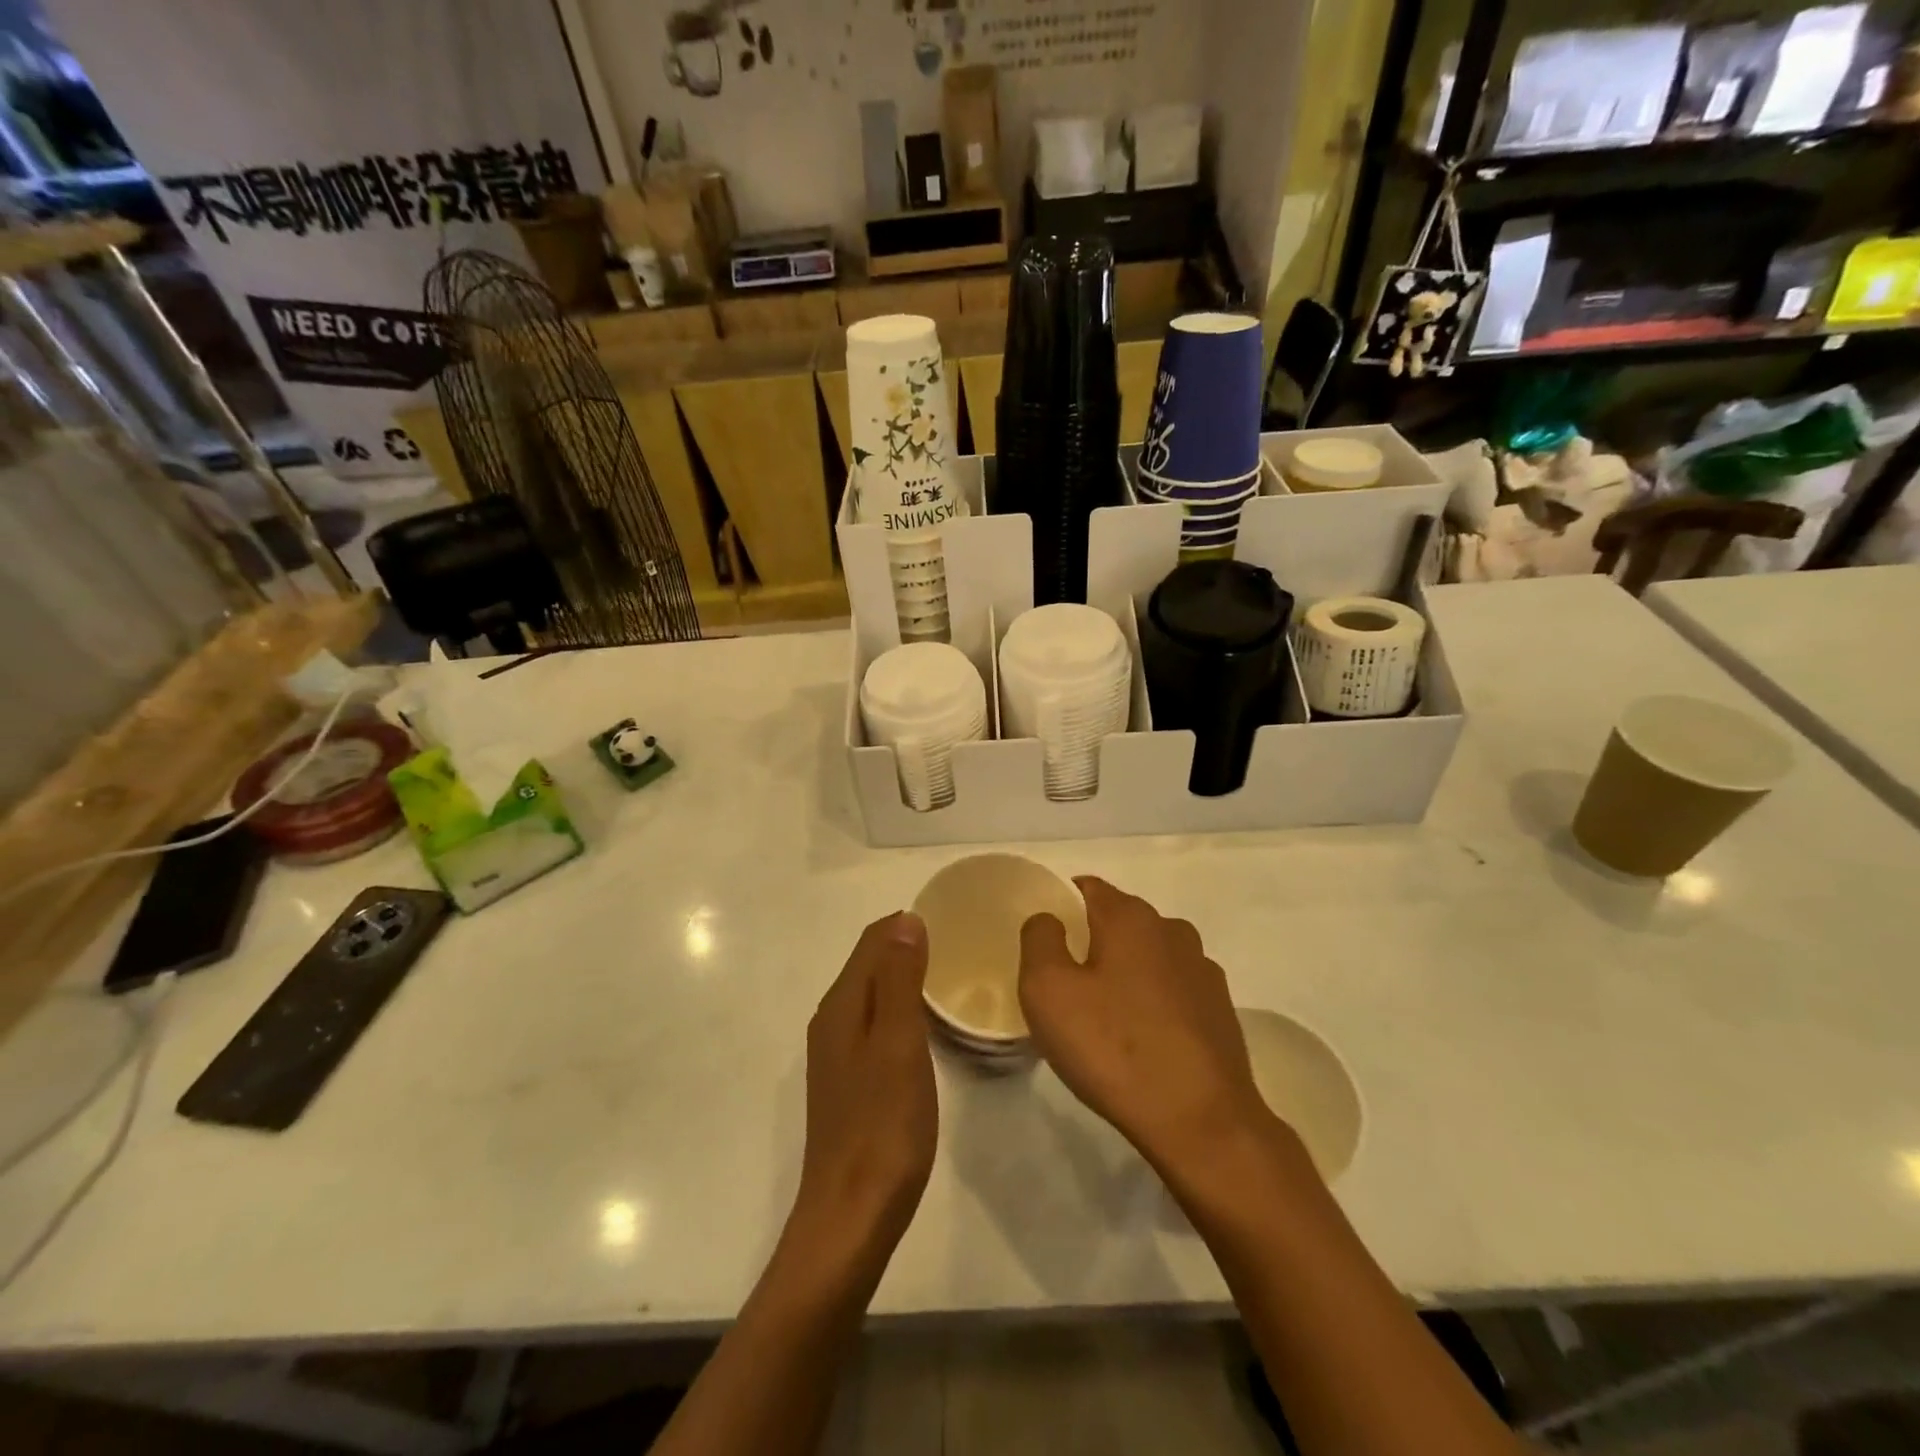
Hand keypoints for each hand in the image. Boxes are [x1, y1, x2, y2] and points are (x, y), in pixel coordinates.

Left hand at [789, 913, 937, 1263]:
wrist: (851, 1216)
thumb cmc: (883, 1125)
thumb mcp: (898, 1043)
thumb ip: (899, 979)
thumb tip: (906, 919)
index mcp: (842, 1005)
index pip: (872, 941)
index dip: (905, 923)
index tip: (950, 916)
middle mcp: (833, 1021)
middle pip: (868, 964)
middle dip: (905, 945)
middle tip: (957, 942)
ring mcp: (838, 1053)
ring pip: (872, 994)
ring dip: (903, 976)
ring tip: (948, 975)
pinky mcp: (849, 1080)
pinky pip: (875, 1023)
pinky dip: (899, 1008)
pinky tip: (924, 1026)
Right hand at [1019, 878, 1271, 1182]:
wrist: (1202, 1121)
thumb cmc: (1113, 1048)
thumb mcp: (1047, 990)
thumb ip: (1040, 939)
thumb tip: (1050, 919)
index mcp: (1130, 917)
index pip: (1087, 888)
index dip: (1061, 906)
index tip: (1045, 943)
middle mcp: (1171, 930)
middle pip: (1119, 921)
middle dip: (1092, 943)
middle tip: (1066, 987)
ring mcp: (1202, 969)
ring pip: (1148, 955)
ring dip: (1125, 973)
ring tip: (1105, 1019)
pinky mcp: (1220, 1009)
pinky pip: (1173, 989)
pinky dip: (1153, 1002)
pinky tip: (1143, 1041)